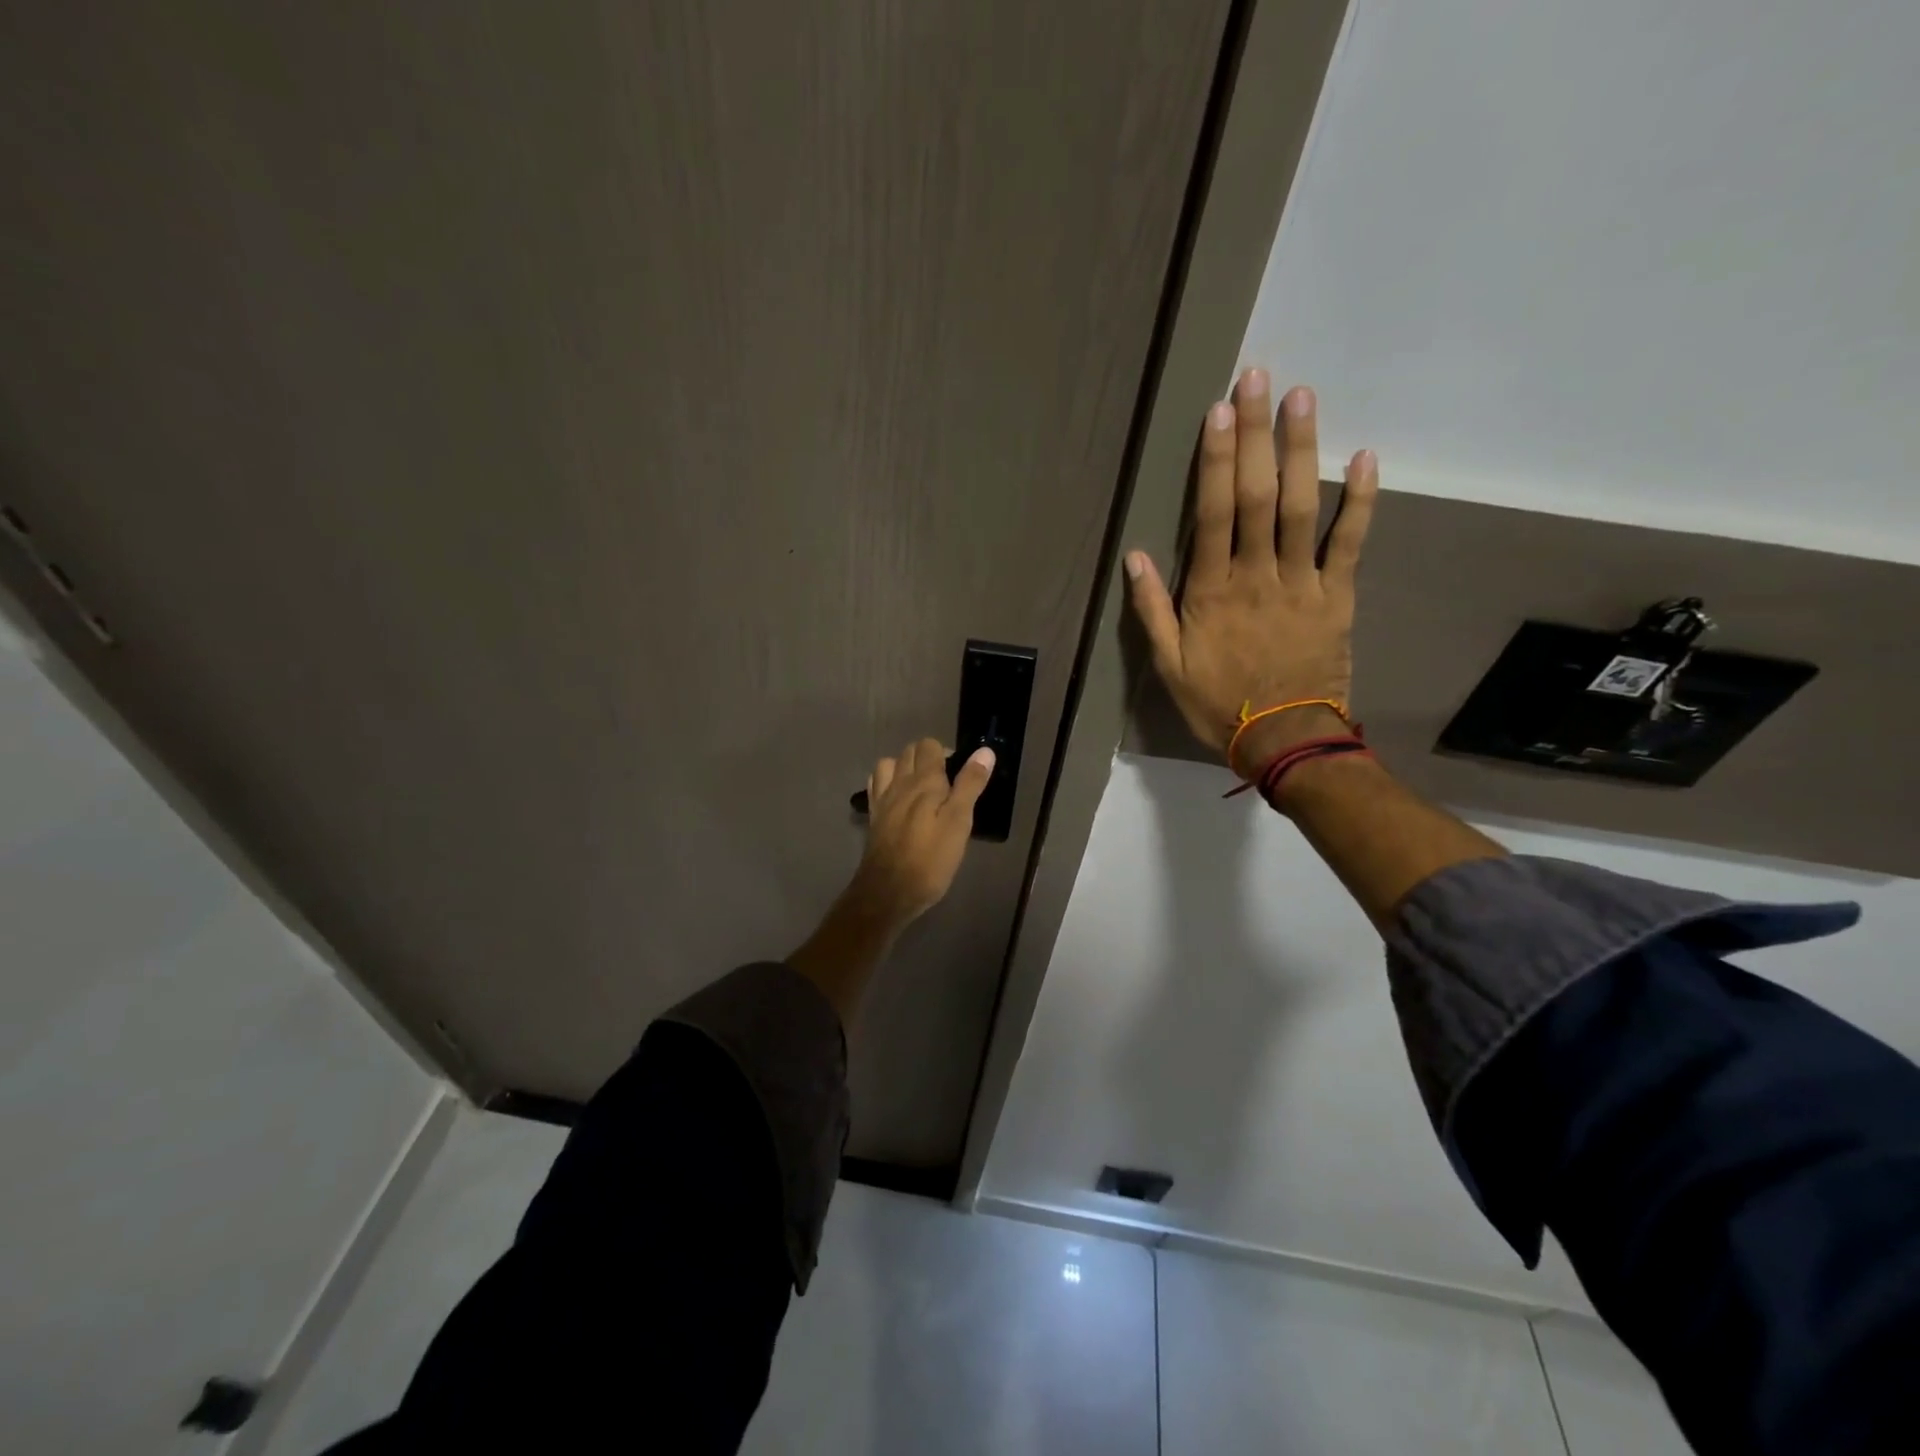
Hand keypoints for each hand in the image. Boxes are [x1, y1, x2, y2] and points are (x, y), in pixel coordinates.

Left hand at [849, 737, 995, 929]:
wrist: (888, 891)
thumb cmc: (930, 859)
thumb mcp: (959, 822)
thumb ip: (970, 784)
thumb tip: (984, 751)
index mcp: (923, 781)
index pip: (930, 746)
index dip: (946, 753)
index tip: (960, 774)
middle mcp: (899, 783)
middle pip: (909, 751)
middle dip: (928, 757)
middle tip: (947, 783)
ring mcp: (882, 799)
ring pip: (888, 765)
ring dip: (904, 767)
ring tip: (921, 787)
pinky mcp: (873, 817)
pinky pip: (877, 785)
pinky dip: (887, 782)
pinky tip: (898, 799)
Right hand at [1124, 368, 1377, 773]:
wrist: (1284, 740)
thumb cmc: (1218, 704)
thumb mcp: (1169, 666)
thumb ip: (1152, 610)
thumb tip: (1134, 556)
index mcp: (1213, 592)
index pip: (1214, 514)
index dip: (1216, 460)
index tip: (1217, 411)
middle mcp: (1258, 576)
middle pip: (1258, 496)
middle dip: (1256, 435)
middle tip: (1257, 378)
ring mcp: (1303, 583)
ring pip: (1304, 507)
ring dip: (1302, 450)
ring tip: (1302, 397)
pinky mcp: (1338, 596)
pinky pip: (1351, 544)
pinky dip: (1362, 502)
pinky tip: (1366, 458)